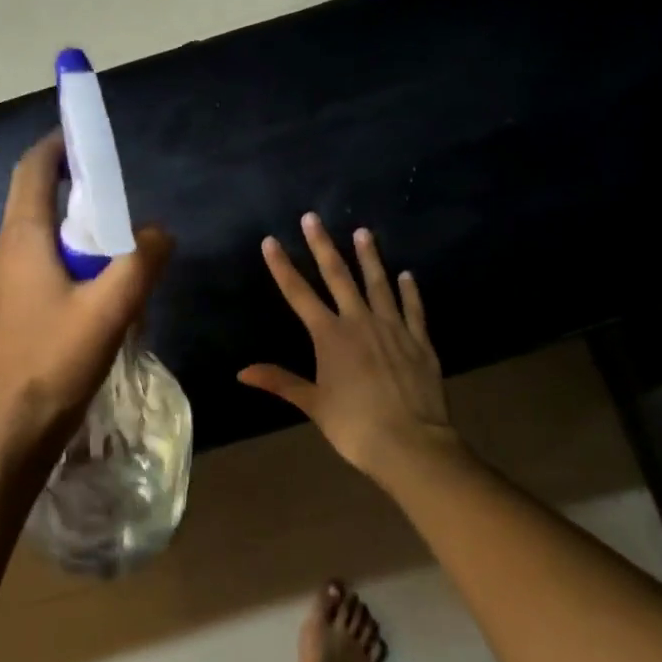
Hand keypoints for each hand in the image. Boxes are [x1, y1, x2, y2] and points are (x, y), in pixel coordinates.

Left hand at [0, 133, 172, 468]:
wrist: (21, 420)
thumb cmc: (59, 357)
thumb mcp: (112, 307)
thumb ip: (142, 261)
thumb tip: (161, 232)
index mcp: (24, 237)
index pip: (34, 169)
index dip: (58, 144)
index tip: (89, 134)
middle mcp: (11, 247)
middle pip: (35, 192)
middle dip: (71, 176)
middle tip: (114, 180)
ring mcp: (11, 274)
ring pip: (41, 225)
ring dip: (75, 214)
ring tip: (117, 223)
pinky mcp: (20, 298)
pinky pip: (45, 253)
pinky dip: (73, 245)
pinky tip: (103, 271)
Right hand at [239, 214, 458, 481]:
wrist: (410, 443)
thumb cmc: (354, 426)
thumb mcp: (313, 404)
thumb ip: (280, 381)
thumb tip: (242, 372)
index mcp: (330, 336)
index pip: (299, 294)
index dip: (283, 267)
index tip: (271, 241)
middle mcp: (360, 322)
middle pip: (338, 276)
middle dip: (322, 246)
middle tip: (313, 217)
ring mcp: (393, 328)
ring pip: (378, 283)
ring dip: (369, 257)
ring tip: (363, 232)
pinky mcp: (419, 340)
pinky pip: (413, 308)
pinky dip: (409, 291)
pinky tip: (406, 275)